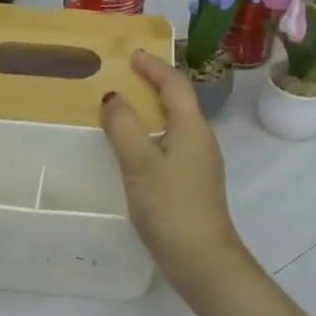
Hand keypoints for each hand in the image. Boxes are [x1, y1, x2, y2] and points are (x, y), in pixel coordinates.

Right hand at [99, 51, 249, 291]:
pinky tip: (133, 150)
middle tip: (123, 78)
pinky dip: (151, 135)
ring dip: (151, 111)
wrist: (202, 260)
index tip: (131, 55)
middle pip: (178, 101)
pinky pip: (171, 144)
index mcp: (192, 127)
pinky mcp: (193, 183)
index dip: (154, 66)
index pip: (175, 84)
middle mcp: (201, 139)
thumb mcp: (140, 163)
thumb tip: (113, 97)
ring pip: (174, 124)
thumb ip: (124, 127)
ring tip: (123, 110)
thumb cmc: (171, 207)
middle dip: (152, 85)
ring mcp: (200, 163)